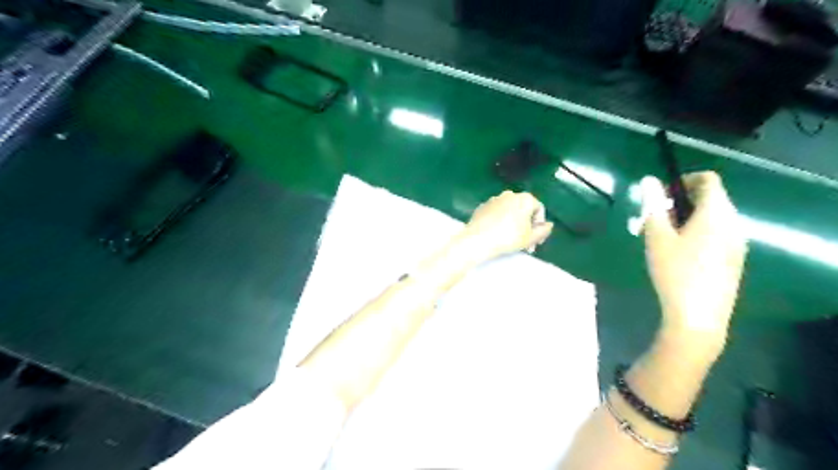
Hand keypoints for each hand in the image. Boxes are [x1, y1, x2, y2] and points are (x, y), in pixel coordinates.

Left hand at [462, 189, 554, 257]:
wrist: (478, 239)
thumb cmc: (508, 237)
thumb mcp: (530, 238)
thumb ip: (543, 231)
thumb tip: (549, 225)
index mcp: (525, 198)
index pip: (539, 210)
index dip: (540, 226)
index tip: (536, 241)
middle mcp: (510, 194)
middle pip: (523, 210)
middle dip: (527, 226)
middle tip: (525, 243)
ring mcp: (494, 199)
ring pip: (509, 211)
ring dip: (513, 224)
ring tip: (511, 240)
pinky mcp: (482, 206)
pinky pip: (496, 214)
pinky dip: (499, 222)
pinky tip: (497, 234)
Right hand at [644, 173, 745, 354]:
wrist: (698, 316)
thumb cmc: (675, 271)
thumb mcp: (657, 237)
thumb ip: (652, 206)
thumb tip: (648, 180)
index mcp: (716, 214)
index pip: (708, 180)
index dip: (683, 181)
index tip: (659, 197)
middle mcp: (733, 224)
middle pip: (709, 199)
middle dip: (678, 204)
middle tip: (652, 221)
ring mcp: (736, 243)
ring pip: (711, 218)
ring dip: (685, 220)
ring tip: (660, 239)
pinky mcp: (733, 260)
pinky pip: (716, 235)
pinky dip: (696, 234)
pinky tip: (677, 255)